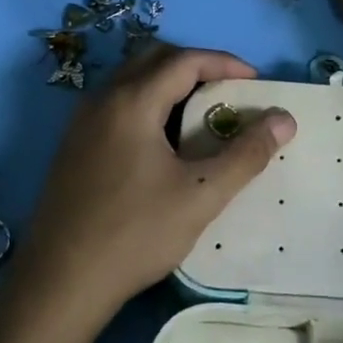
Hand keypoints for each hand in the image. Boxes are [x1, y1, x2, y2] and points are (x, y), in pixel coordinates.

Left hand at [21, 45, 296, 322]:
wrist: (59, 284)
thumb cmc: (135, 234)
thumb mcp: (201, 194)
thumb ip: (246, 154)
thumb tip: (283, 120)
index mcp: (132, 101)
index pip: (184, 60)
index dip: (224, 63)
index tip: (255, 81)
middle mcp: (102, 99)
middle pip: (154, 59)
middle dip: (196, 66)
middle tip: (228, 91)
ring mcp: (81, 122)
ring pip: (132, 80)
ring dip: (169, 84)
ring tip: (201, 115)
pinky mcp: (73, 146)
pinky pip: (117, 103)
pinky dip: (148, 103)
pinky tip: (163, 143)